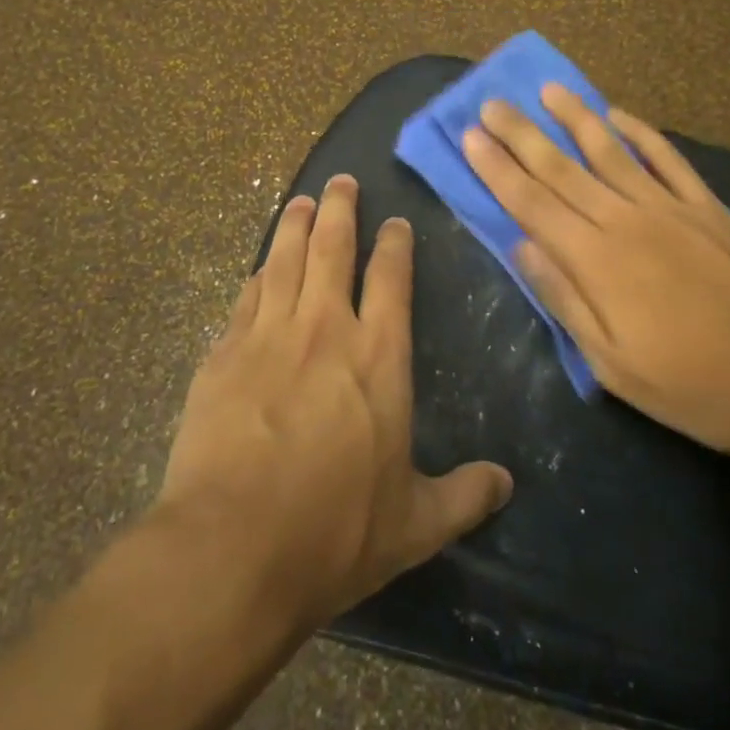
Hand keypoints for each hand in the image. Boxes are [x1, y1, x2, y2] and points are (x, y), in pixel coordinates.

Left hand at [155, 175, 513, 630]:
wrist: (231, 548)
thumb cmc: (334, 533)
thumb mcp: (414, 524)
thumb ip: (463, 497)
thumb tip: (507, 484)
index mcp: (378, 357)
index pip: (391, 279)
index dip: (394, 244)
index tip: (395, 221)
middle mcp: (324, 330)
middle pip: (332, 248)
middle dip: (340, 209)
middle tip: (342, 181)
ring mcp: (268, 336)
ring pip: (284, 259)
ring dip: (294, 225)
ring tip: (300, 200)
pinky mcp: (223, 354)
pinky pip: (245, 297)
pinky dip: (257, 274)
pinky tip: (259, 266)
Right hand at [462, 86, 729, 458]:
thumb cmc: (689, 384)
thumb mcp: (610, 363)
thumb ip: (563, 298)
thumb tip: (521, 246)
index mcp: (595, 260)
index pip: (531, 203)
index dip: (497, 168)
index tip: (471, 136)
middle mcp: (624, 220)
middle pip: (561, 168)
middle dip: (521, 134)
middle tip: (492, 103)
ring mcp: (669, 207)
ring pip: (610, 151)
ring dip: (575, 117)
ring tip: (548, 89)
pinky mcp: (707, 207)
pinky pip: (666, 158)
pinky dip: (639, 132)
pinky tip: (618, 114)